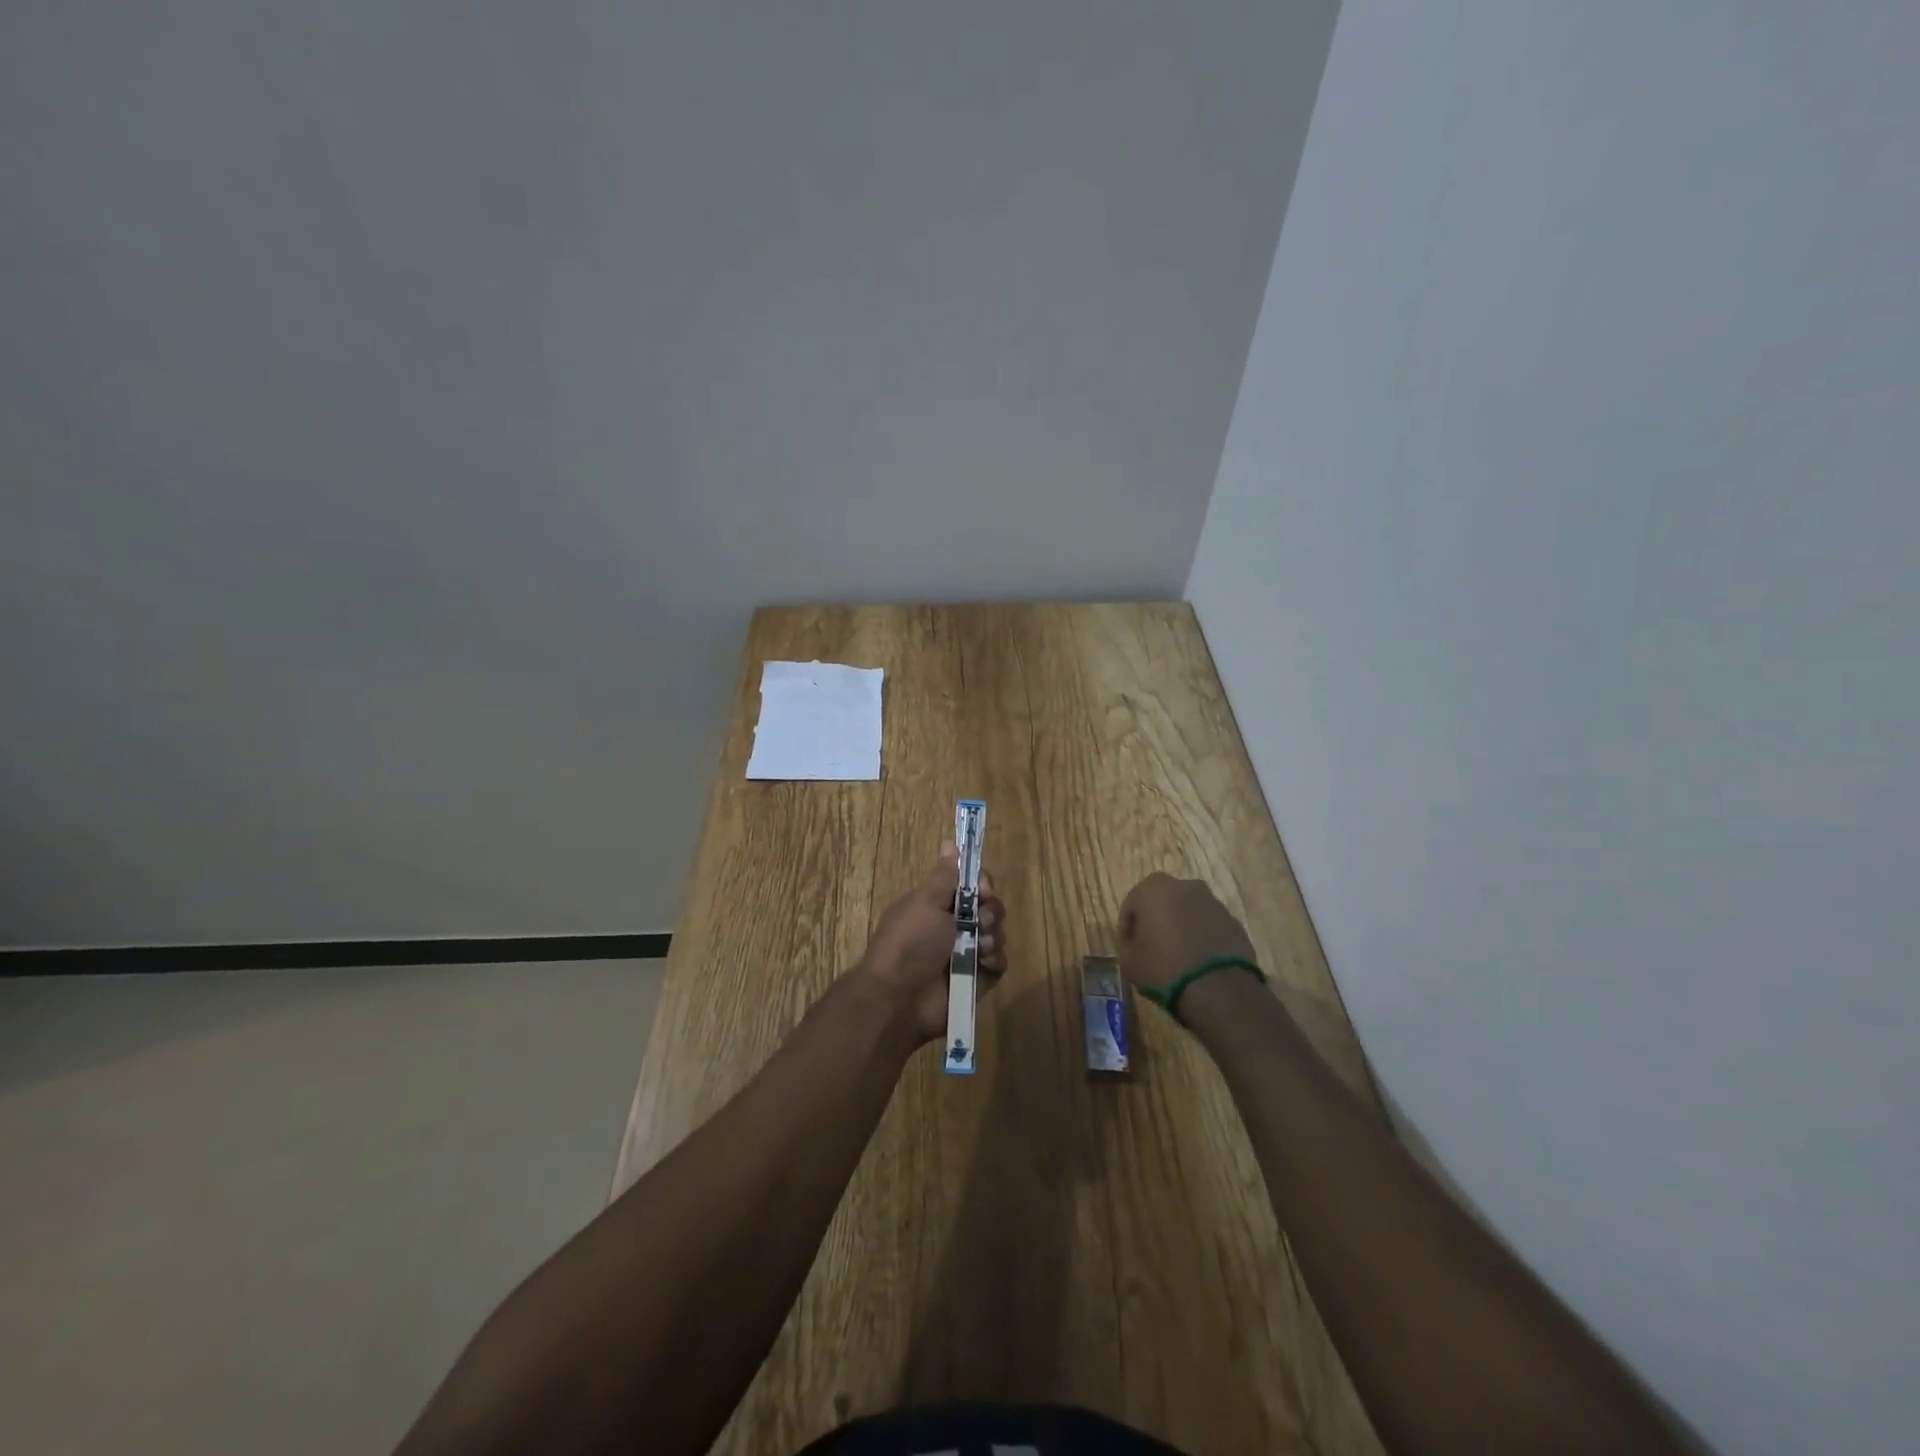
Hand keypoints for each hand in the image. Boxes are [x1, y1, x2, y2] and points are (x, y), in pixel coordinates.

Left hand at [856, 844, 1006, 1042]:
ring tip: (980, 945)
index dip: (982, 884)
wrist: (899, 998)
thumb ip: (944, 876)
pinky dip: (995, 959)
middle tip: (981, 920)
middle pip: (989, 907)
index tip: (982, 889)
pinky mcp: (978, 979)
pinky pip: (999, 962)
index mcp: (937, 904)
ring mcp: (966, 953)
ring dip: (993, 935)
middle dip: (991, 910)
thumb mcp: (925, 902)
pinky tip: (983, 961)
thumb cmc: (910, 942)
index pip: (971, 885)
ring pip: (997, 933)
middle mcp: (953, 926)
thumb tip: (949, 843)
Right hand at [1116, 872, 1256, 994]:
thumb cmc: (1164, 969)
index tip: (1130, 948)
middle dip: (1156, 921)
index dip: (1128, 928)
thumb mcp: (1128, 962)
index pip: (1131, 905)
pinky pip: (1209, 925)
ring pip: (1188, 911)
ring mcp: (1212, 902)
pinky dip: (1202, 937)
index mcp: (1152, 889)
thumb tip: (1136, 943)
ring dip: (1181, 927)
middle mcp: (1184, 886)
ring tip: (1178, 956)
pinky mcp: (1233, 920)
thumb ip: (1128, 944)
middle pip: (1162, 902)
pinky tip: (1199, 961)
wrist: (1219, 990)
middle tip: (1153, 947)